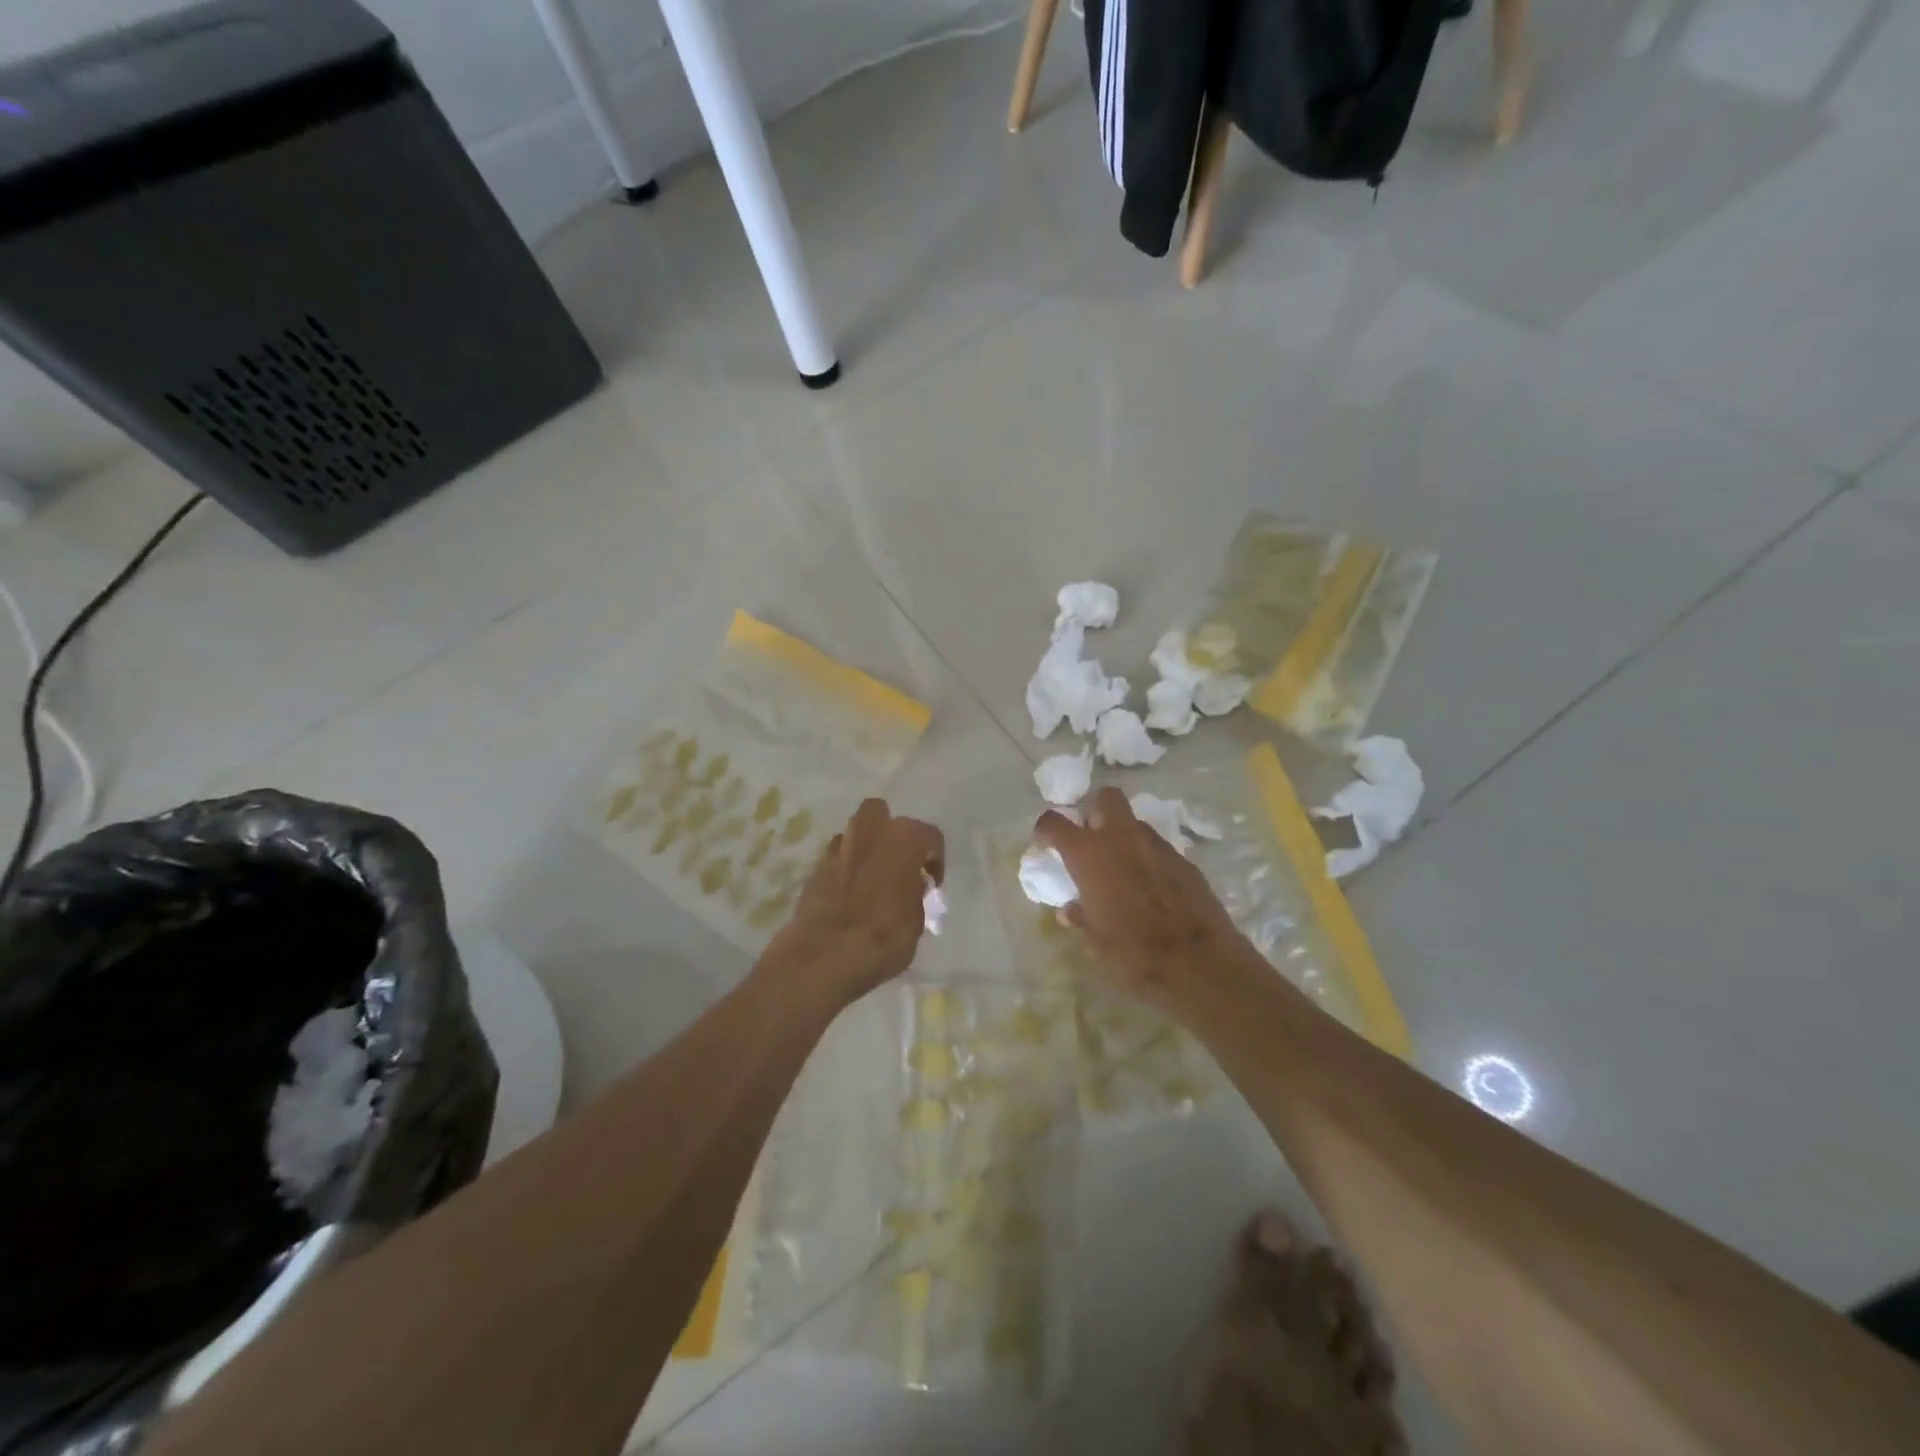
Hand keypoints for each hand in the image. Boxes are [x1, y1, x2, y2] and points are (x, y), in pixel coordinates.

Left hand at [762, 799, 943, 1011]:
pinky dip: (846, 868)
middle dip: (892, 834)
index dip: (934, 860)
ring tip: (873, 880)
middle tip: (899, 865)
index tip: (931, 884)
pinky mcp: (814, 868)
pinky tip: (850, 895)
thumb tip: (910, 887)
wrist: (821, 957)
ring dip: (867, 849)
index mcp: (902, 839)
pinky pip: (838, 858)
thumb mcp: (916, 923)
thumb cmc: (881, 938)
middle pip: (882, 815)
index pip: (929, 836)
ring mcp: (838, 848)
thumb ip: (915, 896)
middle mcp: (869, 832)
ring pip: (856, 833)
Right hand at [1036, 787, 1256, 1015]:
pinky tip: (1152, 889)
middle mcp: (1122, 838)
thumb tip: (1072, 910)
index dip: (1046, 830)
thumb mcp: (1095, 943)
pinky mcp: (1185, 861)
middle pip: (1106, 798)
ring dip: (1124, 838)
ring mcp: (1158, 846)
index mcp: (1090, 855)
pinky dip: (1149, 860)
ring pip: (1135, 824)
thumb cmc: (1134, 954)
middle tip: (1092, 841)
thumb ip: (1081, 917)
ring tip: (1123, 870)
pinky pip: (1158, 849)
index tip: (1047, 844)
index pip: (1054, 822)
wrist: (1199, 963)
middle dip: (1096, 811)